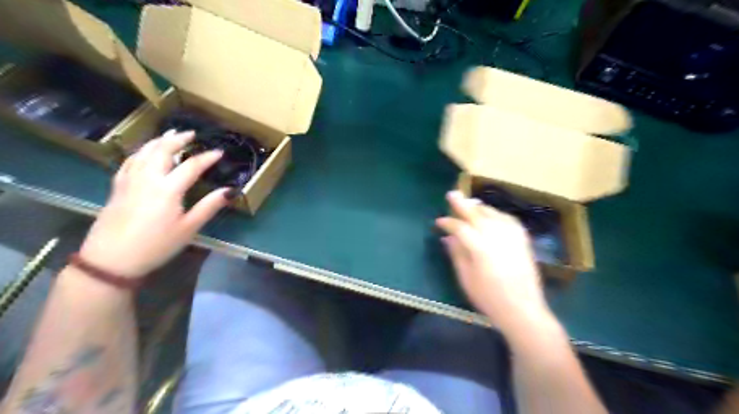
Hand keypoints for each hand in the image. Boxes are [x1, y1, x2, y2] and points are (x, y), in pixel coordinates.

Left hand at [77, 130, 233, 277]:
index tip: (219, 152)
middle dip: (178, 139)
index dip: (207, 157)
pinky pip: (129, 162)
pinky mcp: (117, 187)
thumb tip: (230, 191)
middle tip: (191, 133)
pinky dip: (140, 152)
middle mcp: (148, 179)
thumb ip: (209, 206)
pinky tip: (144, 152)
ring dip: (158, 141)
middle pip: (163, 151)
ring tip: (169, 134)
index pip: (191, 166)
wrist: (112, 259)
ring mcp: (129, 181)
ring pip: (143, 153)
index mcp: (167, 189)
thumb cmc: (156, 245)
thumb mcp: (189, 228)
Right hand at [435, 192, 549, 334]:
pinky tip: (492, 214)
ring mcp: (512, 237)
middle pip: (477, 215)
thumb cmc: (489, 298)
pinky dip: (497, 214)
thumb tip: (448, 238)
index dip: (448, 223)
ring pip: (493, 214)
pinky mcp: (523, 241)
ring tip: (470, 203)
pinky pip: (508, 220)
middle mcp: (496, 237)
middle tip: (452, 194)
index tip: (439, 222)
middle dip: (462, 204)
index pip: (460, 228)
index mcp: (480, 248)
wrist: (523, 310)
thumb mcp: (466, 278)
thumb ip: (457, 254)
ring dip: (480, 207)